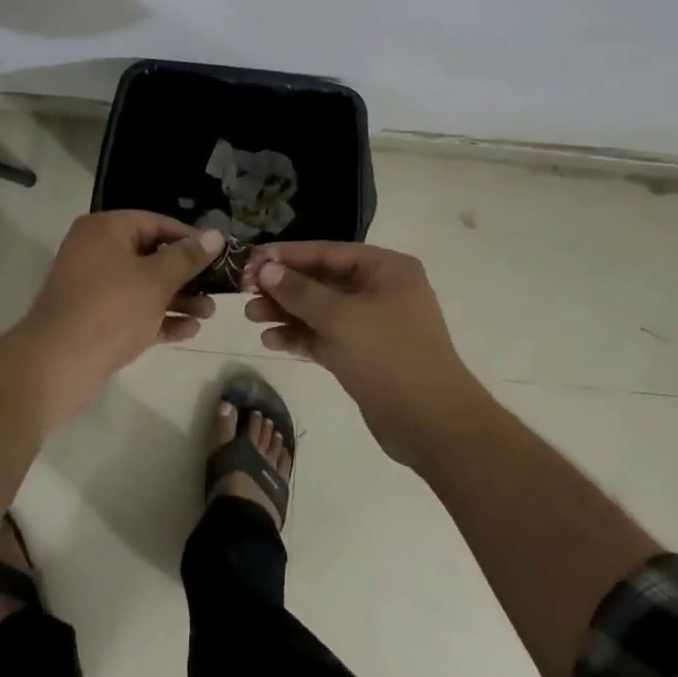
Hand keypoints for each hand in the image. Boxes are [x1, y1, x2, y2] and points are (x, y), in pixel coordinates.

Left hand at [12, 211, 223, 429]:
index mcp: (104, 230)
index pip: (155, 222)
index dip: (189, 238)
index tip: (219, 254)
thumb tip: (216, 234)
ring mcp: (92, 287)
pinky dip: (158, 318)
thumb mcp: (156, 280)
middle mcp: (95, 251)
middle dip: (186, 274)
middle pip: (150, 255)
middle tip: (218, 288)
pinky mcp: (94, 318)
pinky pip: (132, 310)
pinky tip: (189, 330)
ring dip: (178, 298)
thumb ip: (187, 257)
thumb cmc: (111, 310)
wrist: (58, 365)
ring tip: (209, 313)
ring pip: (143, 286)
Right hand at [241, 242, 481, 466]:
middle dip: (283, 286)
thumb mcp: (340, 317)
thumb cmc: (389, 356)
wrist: (433, 425)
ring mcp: (372, 324)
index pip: (327, 251)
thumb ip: (299, 291)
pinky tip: (271, 341)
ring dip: (286, 312)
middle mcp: (379, 290)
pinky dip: (300, 337)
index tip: (249, 261)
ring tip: (251, 317)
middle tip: (244, 292)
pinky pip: (324, 336)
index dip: (286, 255)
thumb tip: (266, 269)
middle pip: (321, 280)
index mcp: (385, 269)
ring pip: (320, 310)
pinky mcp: (363, 355)